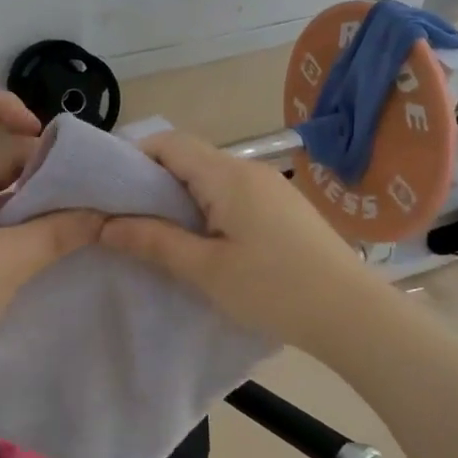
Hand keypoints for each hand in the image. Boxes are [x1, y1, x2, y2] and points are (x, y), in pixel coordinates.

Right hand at [100, 131, 380, 361]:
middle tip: (122, 216)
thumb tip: (105, 224)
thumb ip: (154, 241)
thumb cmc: (274, 290)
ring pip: (210, 177)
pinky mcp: (283, 208)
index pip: (169, 143)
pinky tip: (199, 240)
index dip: (132, 157)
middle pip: (189, 157)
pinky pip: (232, 194)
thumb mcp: (206, 269)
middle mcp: (249, 170)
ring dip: (179, 197)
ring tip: (155, 232)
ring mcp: (271, 187)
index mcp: (228, 176)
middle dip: (151, 181)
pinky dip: (206, 208)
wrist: (352, 314)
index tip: (106, 190)